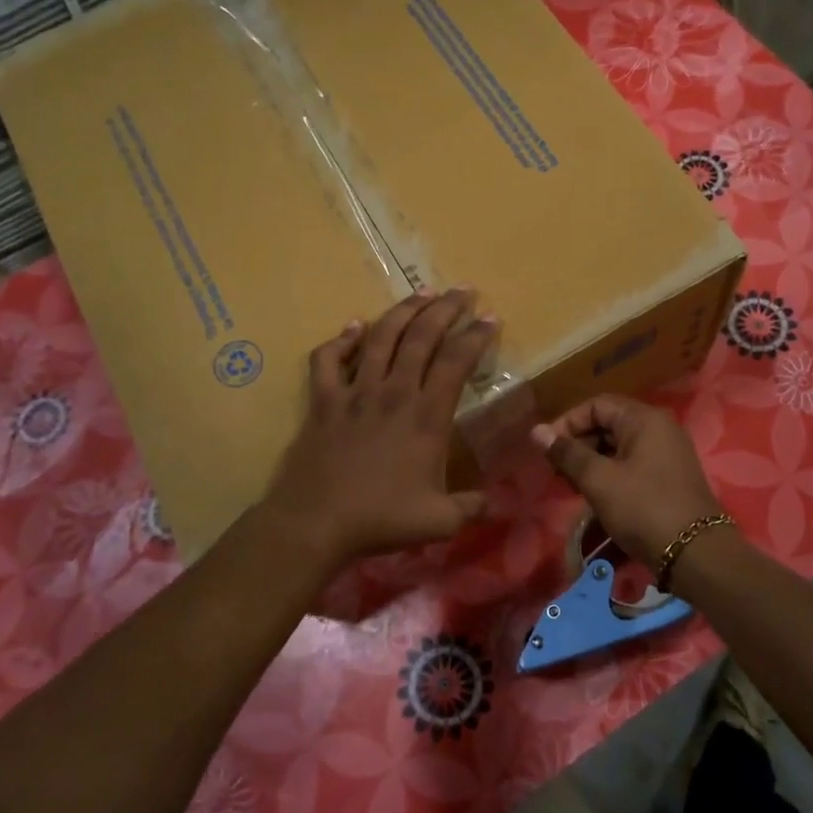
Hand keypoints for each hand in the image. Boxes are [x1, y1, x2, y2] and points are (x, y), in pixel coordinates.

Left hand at [261, 290, 494, 569]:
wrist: (315, 523)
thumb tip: (497, 503)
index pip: (456, 361)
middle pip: (421, 336)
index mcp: (426, 415)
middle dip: (446, 308)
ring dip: (403, 311)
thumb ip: (472, 507)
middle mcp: (393, 392)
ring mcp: (354, 392)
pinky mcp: (323, 401)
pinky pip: (328, 359)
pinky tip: (353, 326)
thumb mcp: (440, 521)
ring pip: (380, 337)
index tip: (490, 318)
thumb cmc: (380, 519)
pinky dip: (341, 339)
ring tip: (422, 293)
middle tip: (463, 290)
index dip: (476, 336)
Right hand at [531, 395, 723, 569]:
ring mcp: (668, 454)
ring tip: (572, 486)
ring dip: (592, 462)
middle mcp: (660, 429)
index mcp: (644, 419)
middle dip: (578, 444)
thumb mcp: (599, 480)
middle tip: (557, 472)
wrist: (695, 554)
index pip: (597, 405)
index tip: (547, 449)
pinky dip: (610, 475)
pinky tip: (596, 496)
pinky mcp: (669, 478)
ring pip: (619, 447)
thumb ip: (567, 453)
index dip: (568, 422)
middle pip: (609, 424)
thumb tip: (537, 431)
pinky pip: (633, 465)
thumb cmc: (643, 509)